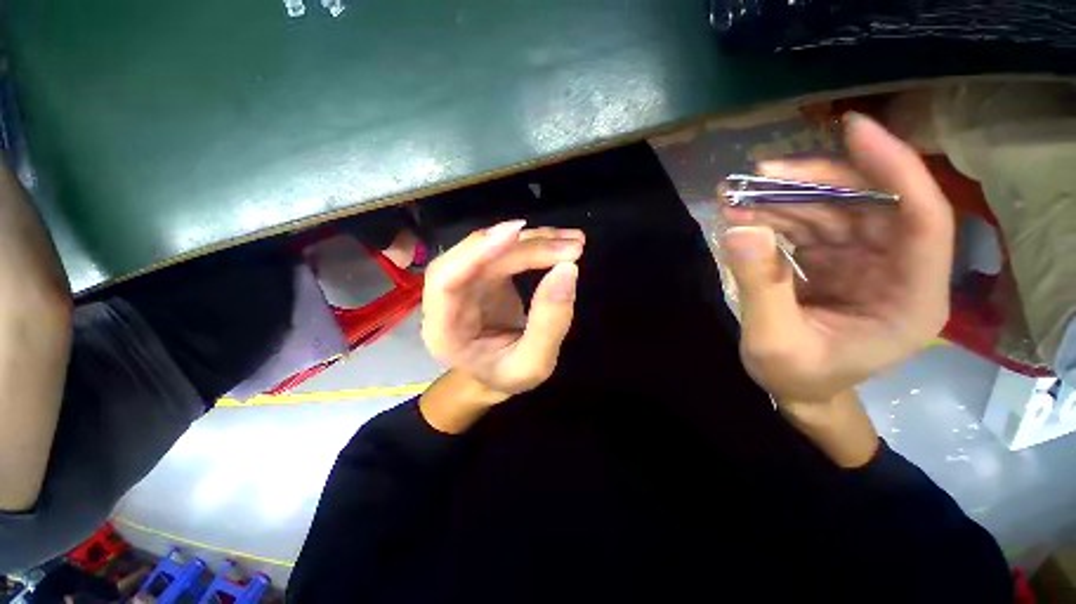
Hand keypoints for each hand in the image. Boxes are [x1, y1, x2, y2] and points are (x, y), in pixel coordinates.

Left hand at [421, 221, 583, 399]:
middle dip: (524, 247)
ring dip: (534, 241)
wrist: (496, 375)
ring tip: (574, 243)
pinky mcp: (483, 275)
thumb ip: (550, 322)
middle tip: (571, 248)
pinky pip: (506, 251)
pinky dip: (534, 244)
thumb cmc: (507, 376)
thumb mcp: (534, 364)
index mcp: (444, 331)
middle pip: (476, 259)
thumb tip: (568, 270)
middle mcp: (448, 300)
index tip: (516, 232)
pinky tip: (560, 241)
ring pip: (493, 249)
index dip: (476, 252)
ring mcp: (466, 283)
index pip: (445, 281)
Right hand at [720, 113, 953, 404]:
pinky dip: (773, 215)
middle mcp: (897, 270)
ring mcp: (865, 261)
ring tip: (734, 197)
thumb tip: (739, 229)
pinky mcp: (835, 259)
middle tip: (758, 175)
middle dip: (814, 183)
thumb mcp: (774, 342)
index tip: (854, 128)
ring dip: (783, 198)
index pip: (924, 219)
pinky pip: (808, 224)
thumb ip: (761, 288)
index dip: (895, 167)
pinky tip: (741, 213)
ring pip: (834, 209)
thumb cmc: (797, 377)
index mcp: (910, 300)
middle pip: (870, 204)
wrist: (795, 388)